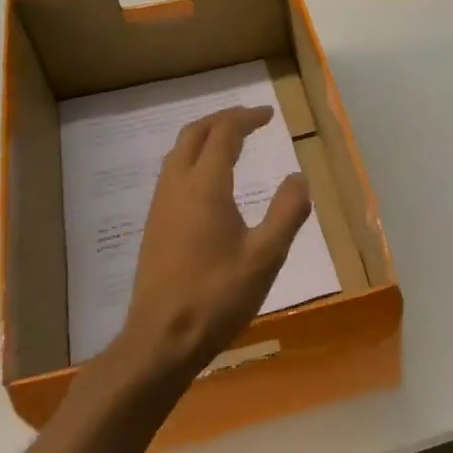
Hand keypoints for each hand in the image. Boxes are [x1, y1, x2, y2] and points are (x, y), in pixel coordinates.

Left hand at [116, 106, 311, 376]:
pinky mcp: (154, 226)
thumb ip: (287, 212)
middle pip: (194, 134)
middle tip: (250, 120)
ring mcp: (160, 207)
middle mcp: (177, 187)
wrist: (162, 338)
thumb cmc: (218, 296)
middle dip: (222, 120)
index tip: (269, 115)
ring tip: (231, 143)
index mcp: (205, 187)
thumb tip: (298, 177)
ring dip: (204, 138)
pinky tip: (209, 183)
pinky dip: (193, 160)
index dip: (247, 118)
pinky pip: (172, 174)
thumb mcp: (266, 256)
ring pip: (178, 154)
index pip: (224, 134)